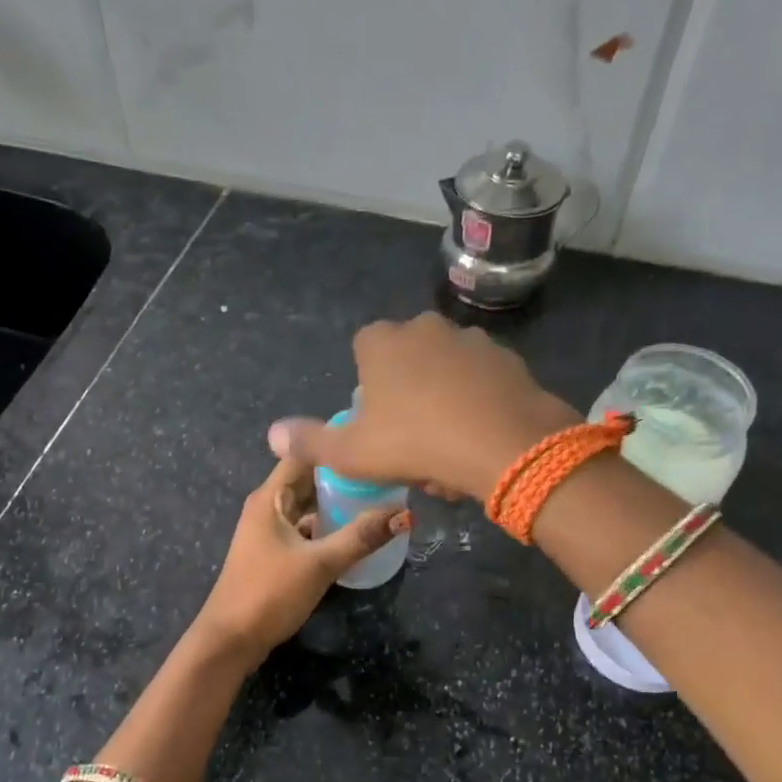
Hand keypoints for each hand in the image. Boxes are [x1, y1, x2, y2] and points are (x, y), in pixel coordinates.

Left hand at [192, 454, 410, 661]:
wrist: (230, 640)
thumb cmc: (269, 593)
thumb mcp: (320, 564)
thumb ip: (361, 537)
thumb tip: (404, 514)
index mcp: (270, 497)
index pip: (303, 453)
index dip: (335, 444)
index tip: (371, 441)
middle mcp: (268, 506)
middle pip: (308, 479)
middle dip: (342, 475)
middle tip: (384, 472)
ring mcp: (269, 530)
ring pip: (307, 505)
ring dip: (336, 502)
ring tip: (377, 497)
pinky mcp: (274, 553)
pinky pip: (305, 528)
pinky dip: (327, 526)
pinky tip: (354, 532)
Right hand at [267, 313, 579, 501]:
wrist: (503, 444)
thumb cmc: (415, 443)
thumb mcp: (352, 452)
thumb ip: (310, 442)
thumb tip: (273, 435)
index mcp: (383, 341)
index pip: (364, 349)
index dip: (367, 385)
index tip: (377, 421)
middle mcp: (426, 328)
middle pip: (407, 360)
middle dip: (407, 394)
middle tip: (413, 442)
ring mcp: (471, 340)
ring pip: (446, 371)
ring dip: (444, 401)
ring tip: (449, 448)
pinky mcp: (508, 359)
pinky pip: (482, 382)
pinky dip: (477, 404)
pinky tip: (480, 439)